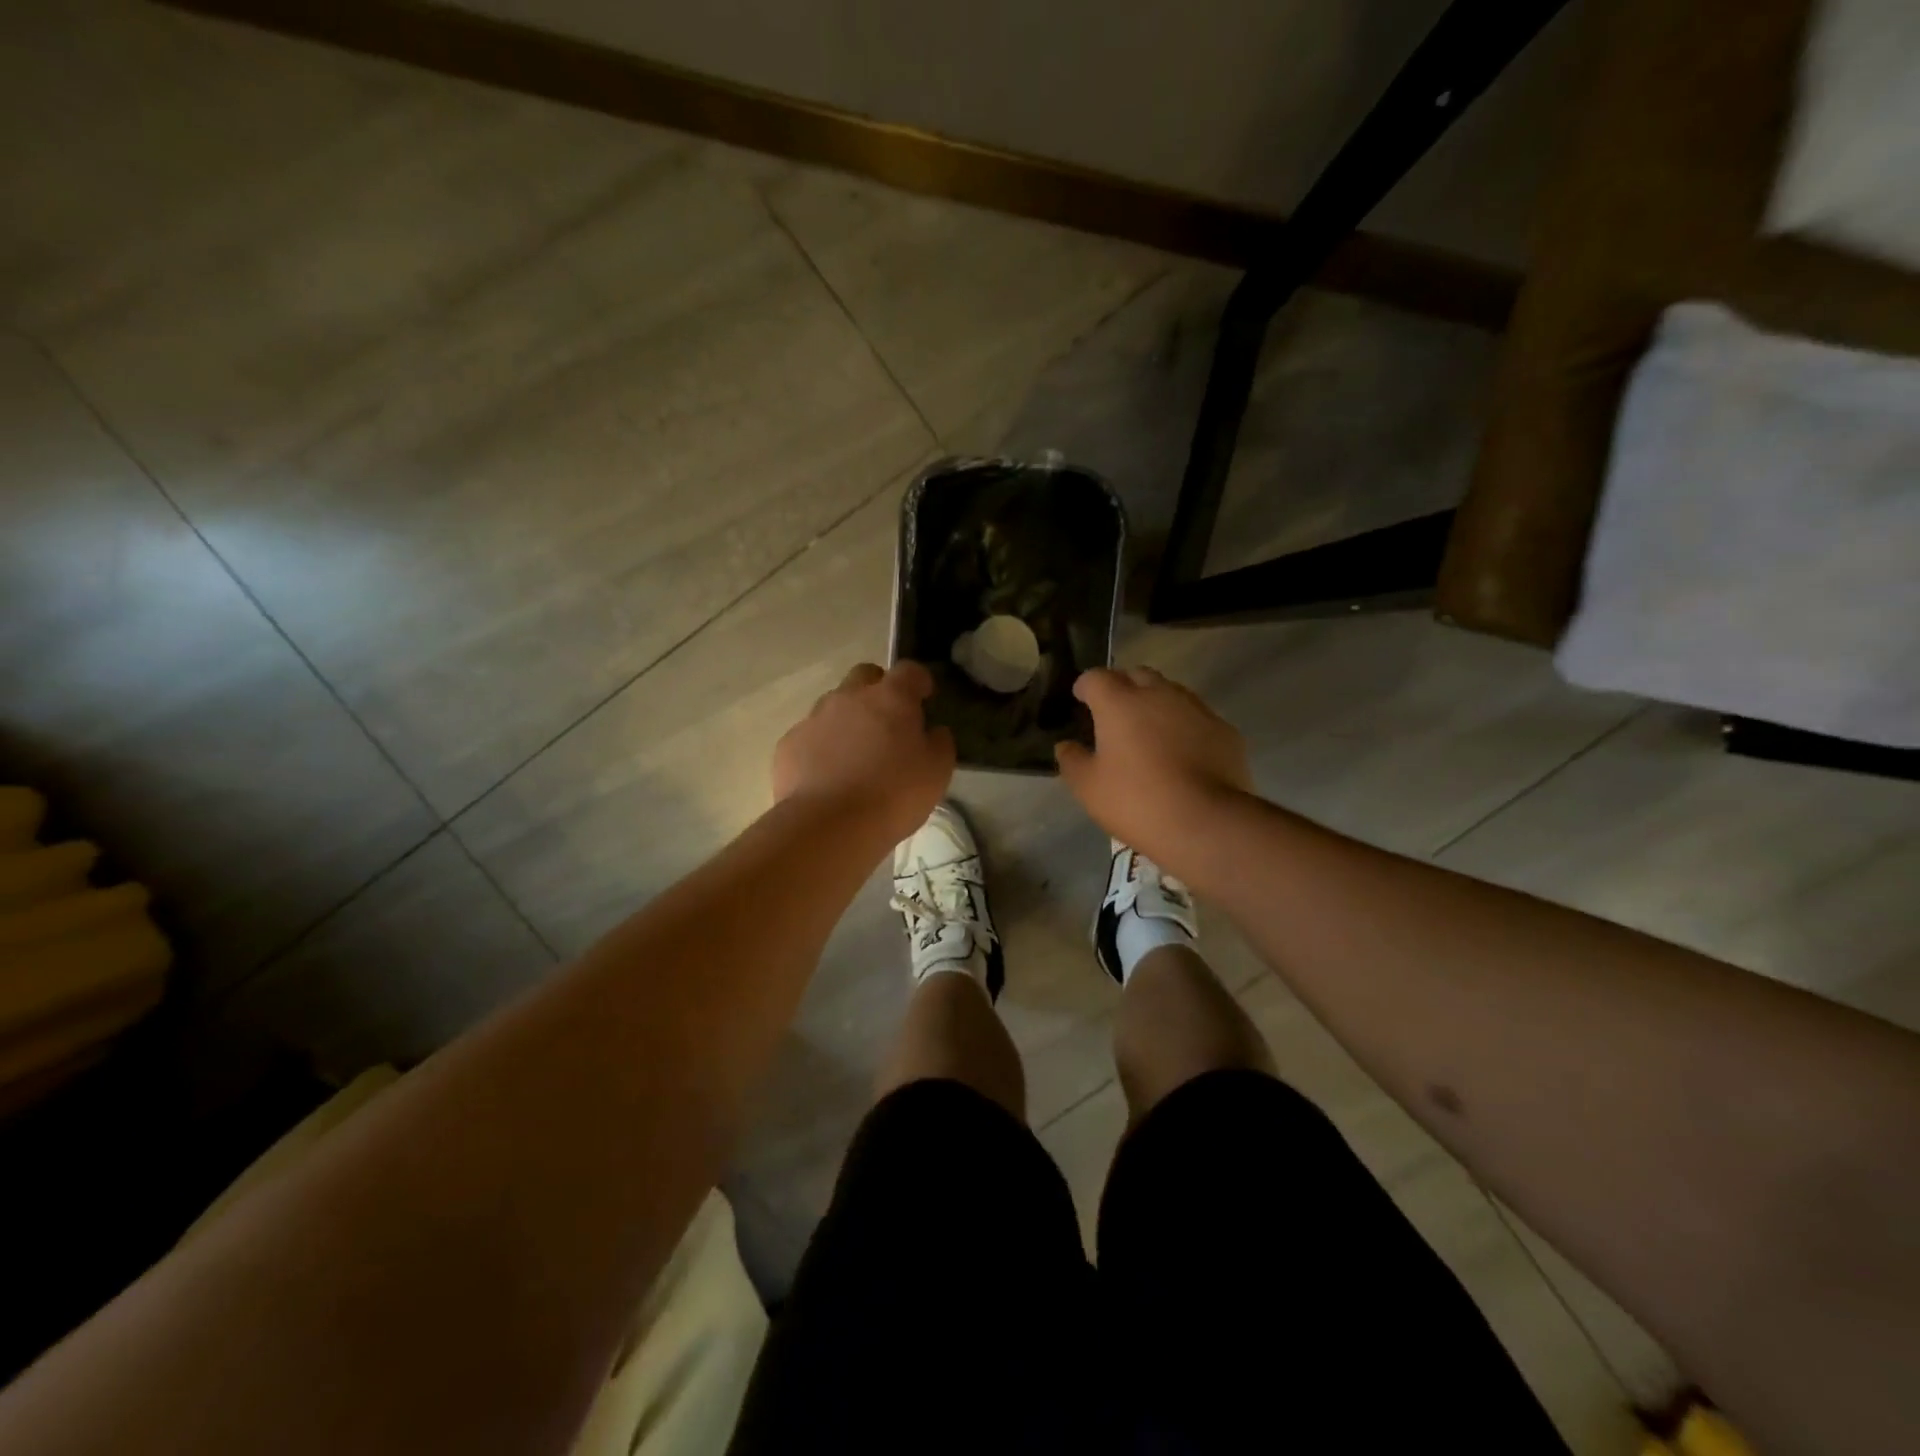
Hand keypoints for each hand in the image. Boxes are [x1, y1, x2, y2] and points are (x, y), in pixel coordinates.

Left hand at [773, 661, 955, 842]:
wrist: (829, 826)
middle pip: (865, 676)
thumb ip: (939, 742)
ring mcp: (814, 718)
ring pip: (834, 705)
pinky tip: (828, 777)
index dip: (919, 682)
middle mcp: (849, 697)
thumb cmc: (893, 794)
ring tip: (855, 757)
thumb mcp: (937, 771)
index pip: (909, 670)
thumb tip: (932, 730)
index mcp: (891, 698)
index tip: (925, 699)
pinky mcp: (789, 744)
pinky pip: (811, 736)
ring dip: (848, 720)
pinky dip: (822, 748)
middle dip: (878, 691)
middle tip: (888, 724)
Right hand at [1054, 667, 1251, 876]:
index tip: (1081, 701)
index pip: (1096, 677)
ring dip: (1156, 704)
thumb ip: (1072, 760)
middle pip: (1136, 675)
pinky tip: (1183, 754)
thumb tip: (1066, 746)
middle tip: (1115, 715)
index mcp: (1120, 702)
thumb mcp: (1088, 787)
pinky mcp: (1224, 730)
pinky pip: (1197, 718)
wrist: (1206, 822)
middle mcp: (1159, 694)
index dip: (1085, 687)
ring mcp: (1196, 709)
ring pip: (1170, 693)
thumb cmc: (1136, 801)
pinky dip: (1185, 727)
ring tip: (1150, 734)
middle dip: (1123, 687)